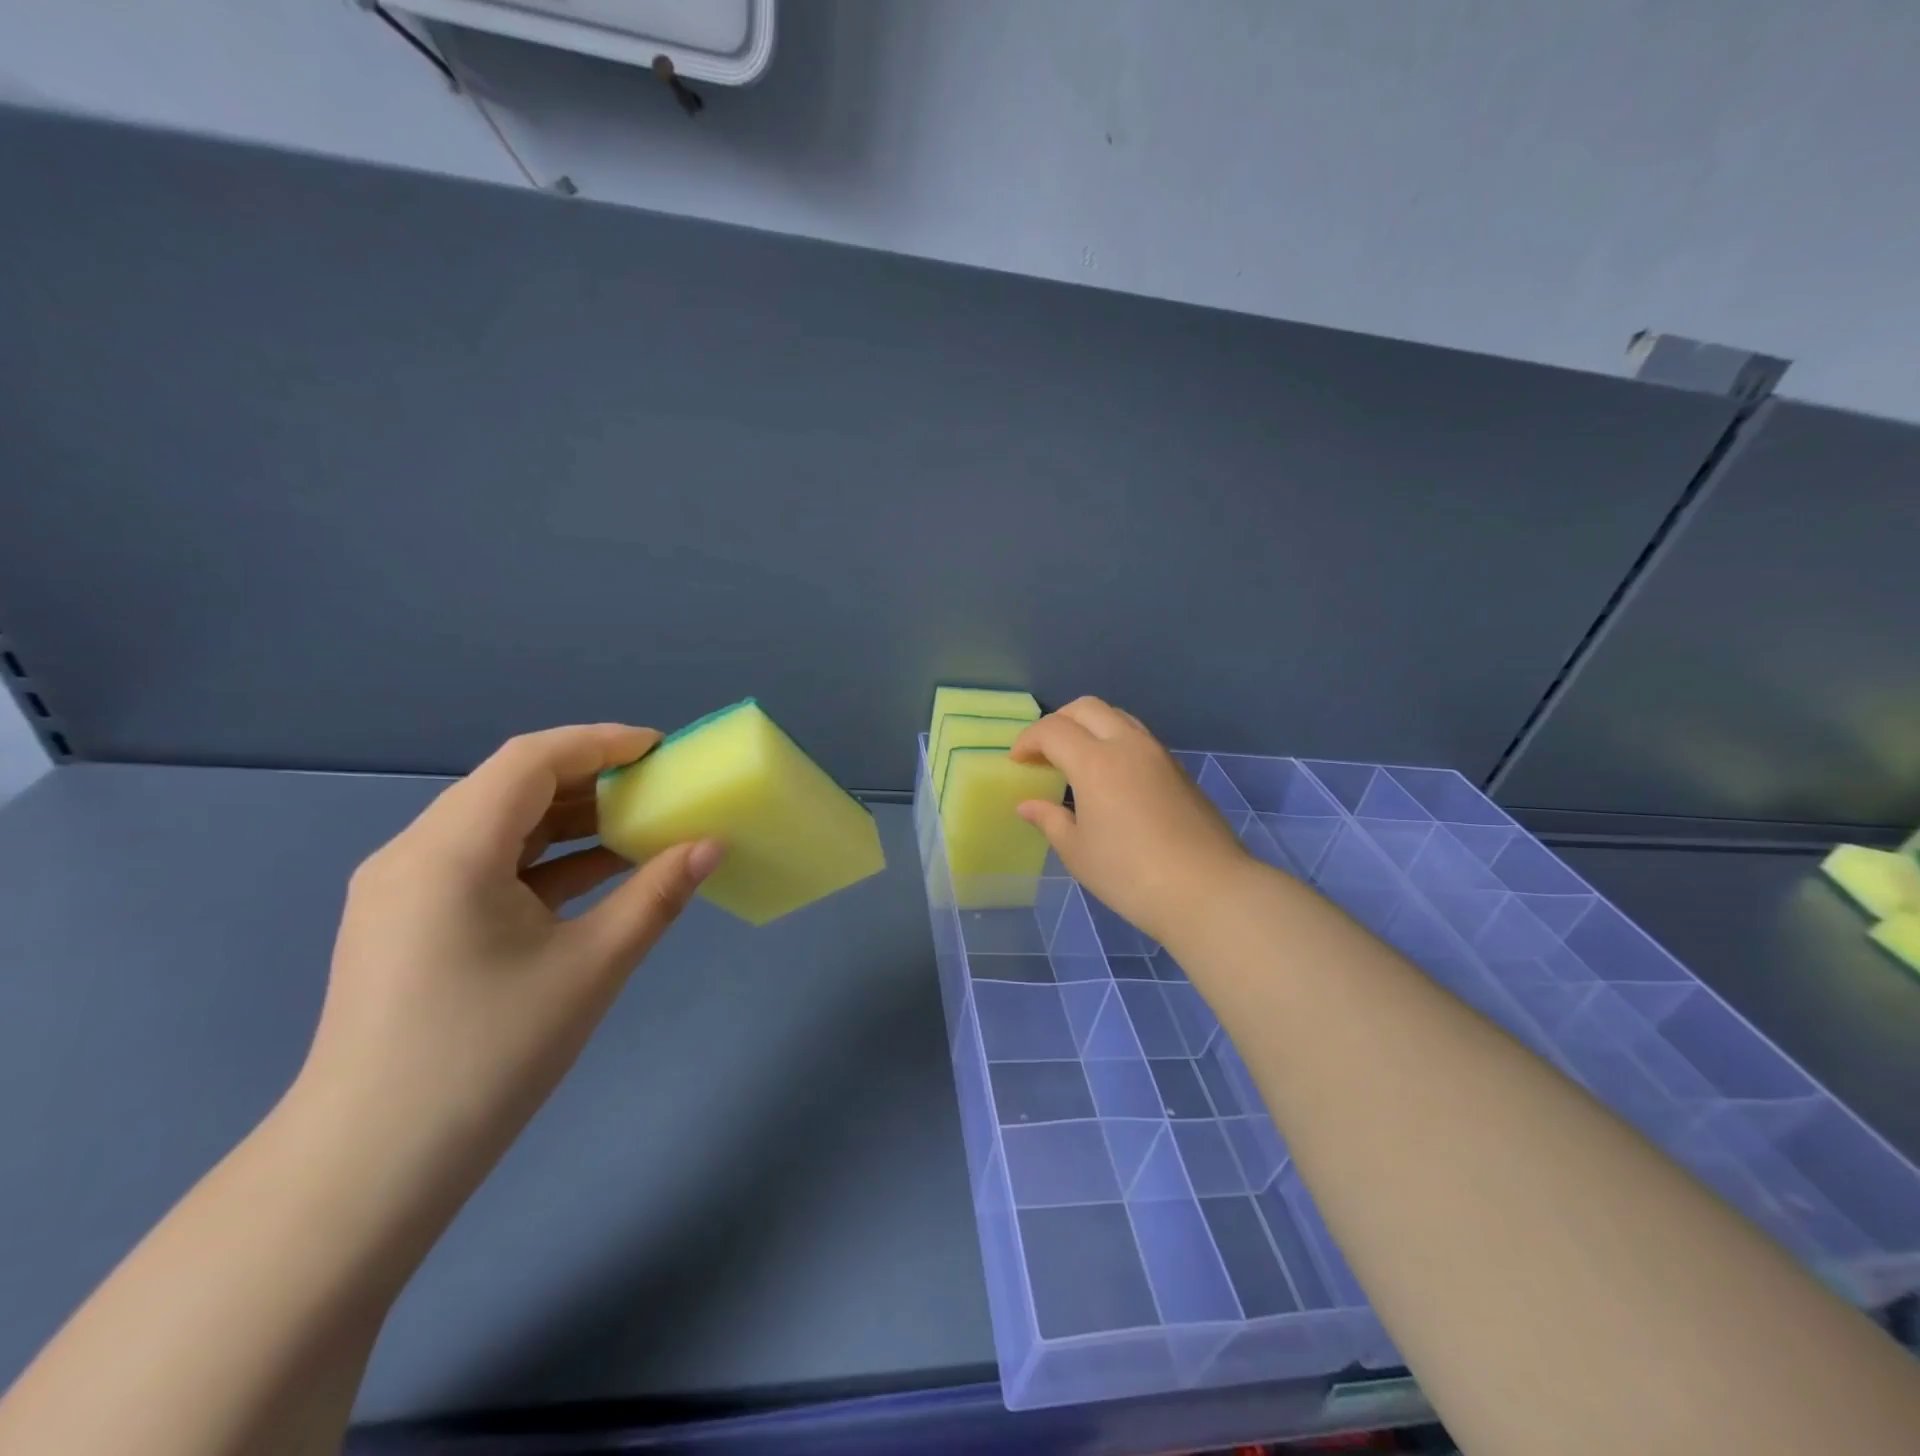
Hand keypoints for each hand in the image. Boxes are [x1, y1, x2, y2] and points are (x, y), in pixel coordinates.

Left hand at [300, 724, 724, 1172]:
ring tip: (638, 823)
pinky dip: (545, 859)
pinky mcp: (411, 922)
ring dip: (569, 819)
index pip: (530, 760)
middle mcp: (416, 854)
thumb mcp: (591, 966)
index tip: (662, 749)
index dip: (600, 742)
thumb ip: (657, 895)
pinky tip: (597, 872)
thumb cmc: (488, 1055)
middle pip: (512, 786)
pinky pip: (486, 864)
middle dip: (590, 777)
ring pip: (499, 825)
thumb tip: (712, 844)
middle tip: (659, 786)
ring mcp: (406, 890)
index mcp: (450, 851)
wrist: (370, 1167)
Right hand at [1011, 698, 1253, 946]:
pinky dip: (1113, 741)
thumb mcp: (1078, 852)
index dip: (1028, 741)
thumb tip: (1028, 805)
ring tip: (1075, 760)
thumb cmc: (1130, 874)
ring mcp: (1158, 754)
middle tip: (1042, 752)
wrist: (1207, 890)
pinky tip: (1109, 777)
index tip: (1016, 762)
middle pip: (1086, 708)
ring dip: (1089, 727)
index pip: (1053, 730)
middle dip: (1057, 722)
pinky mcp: (1178, 770)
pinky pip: (1138, 738)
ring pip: (1117, 717)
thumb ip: (1050, 820)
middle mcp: (1128, 745)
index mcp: (1096, 762)